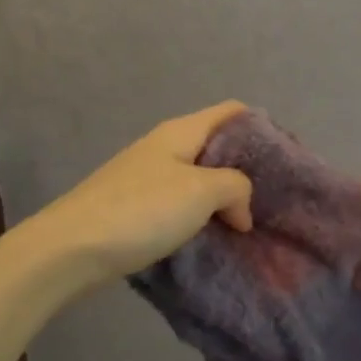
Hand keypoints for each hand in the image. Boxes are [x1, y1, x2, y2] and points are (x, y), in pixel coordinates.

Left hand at [14, 102, 254, 292]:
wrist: (71, 248)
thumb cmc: (141, 210)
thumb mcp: (201, 191)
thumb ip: (235, 187)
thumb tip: (240, 208)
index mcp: (182, 132)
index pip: (232, 112)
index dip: (263, 127)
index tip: (289, 158)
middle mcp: (165, 146)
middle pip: (217, 146)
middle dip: (247, 169)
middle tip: (276, 198)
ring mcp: (148, 176)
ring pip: (199, 178)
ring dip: (224, 198)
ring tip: (251, 223)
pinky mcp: (136, 207)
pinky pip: (181, 203)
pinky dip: (202, 216)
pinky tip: (215, 237)